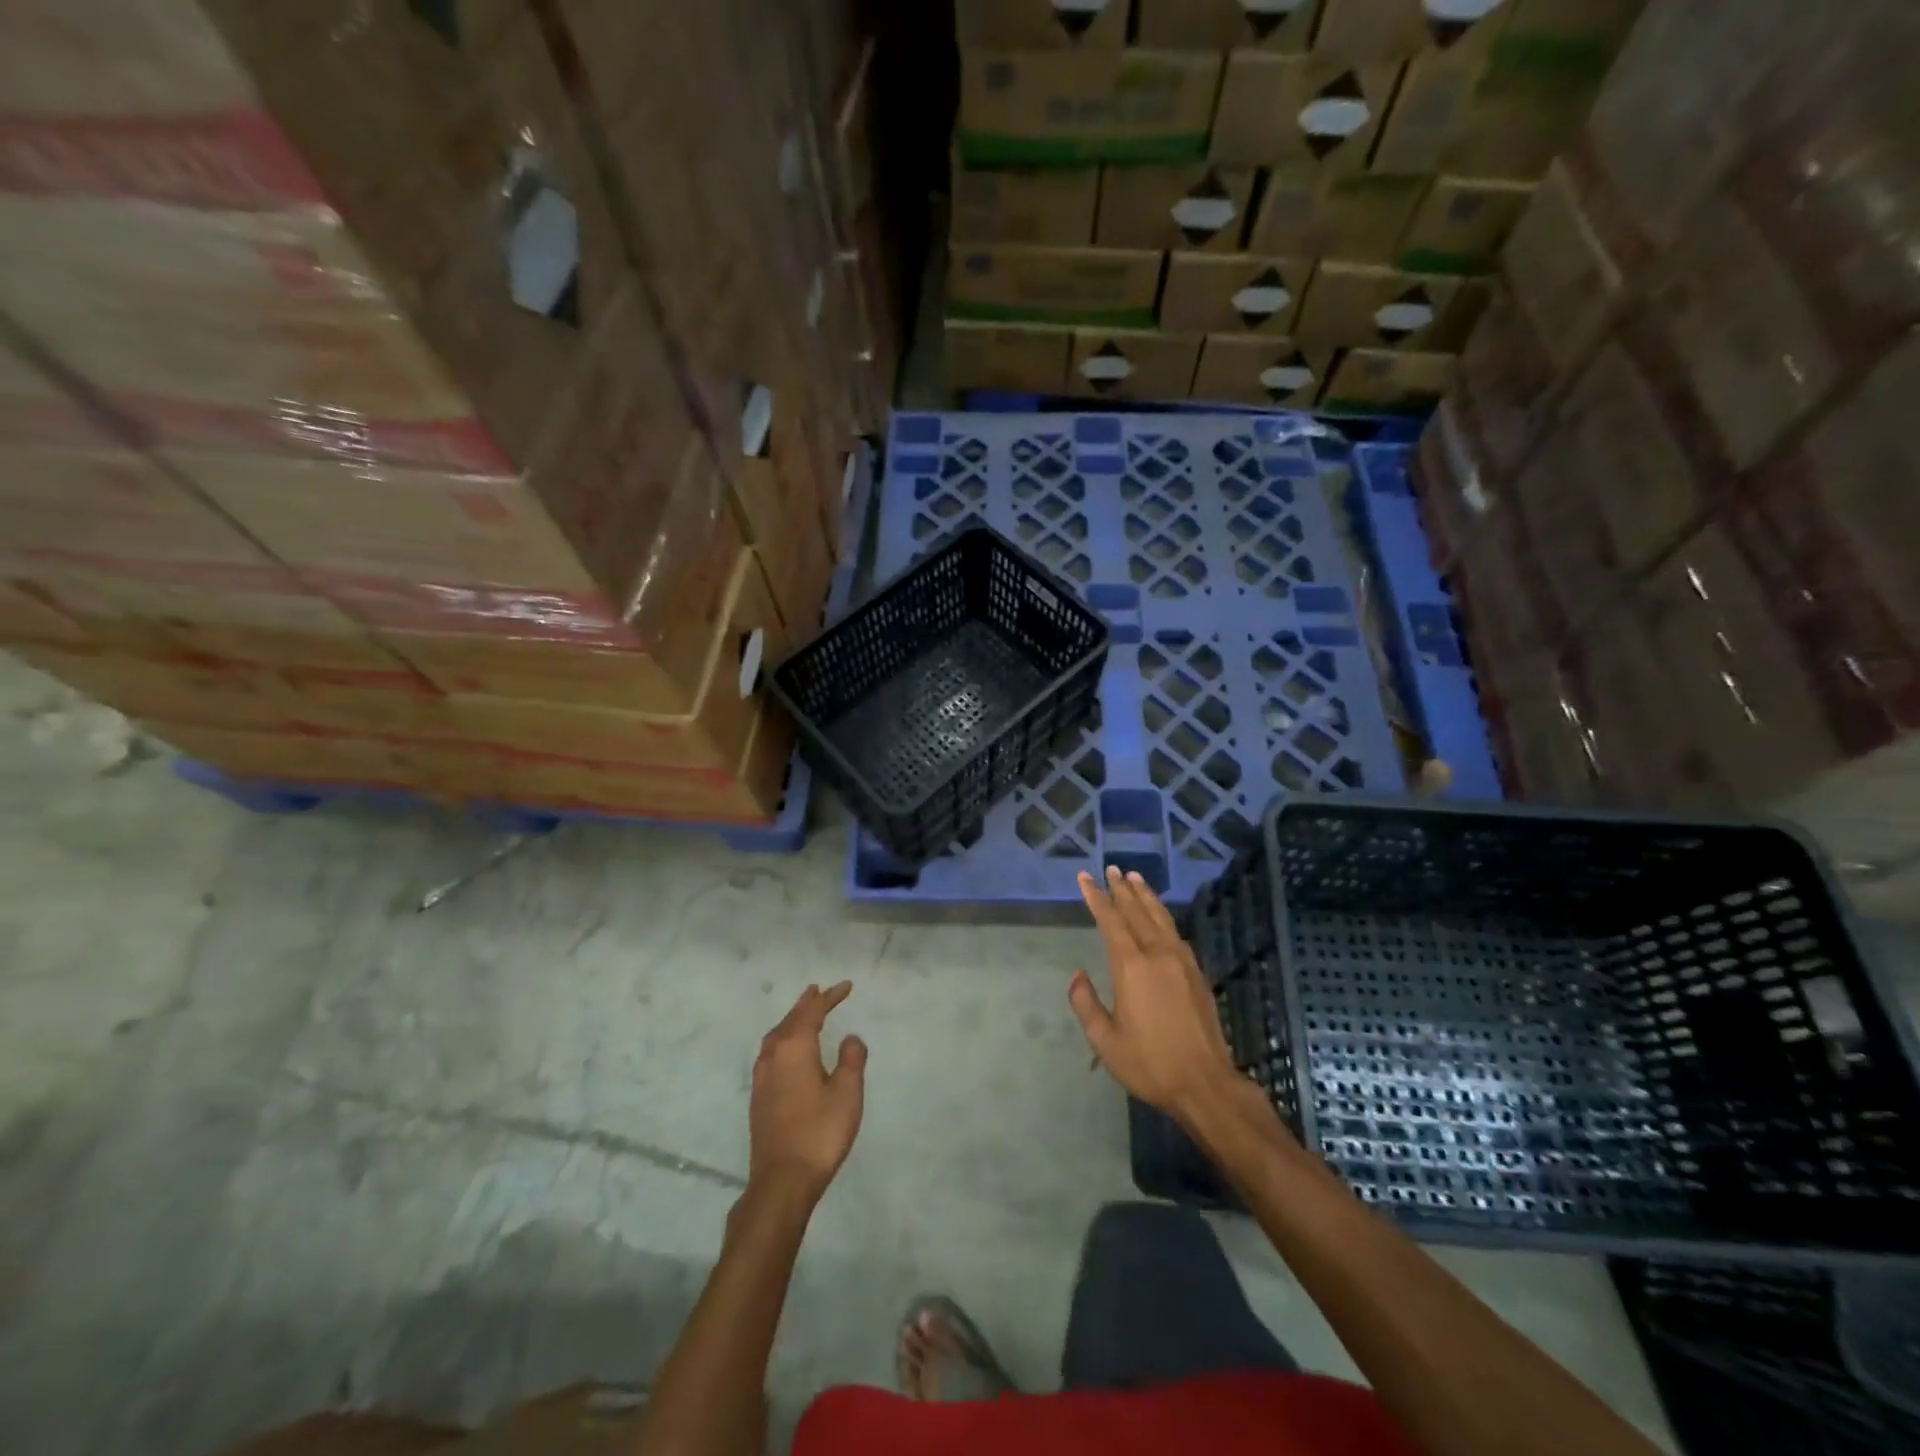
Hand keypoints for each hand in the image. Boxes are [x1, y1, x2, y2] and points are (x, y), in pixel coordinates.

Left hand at [749, 982, 866, 1201]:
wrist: (782, 1180)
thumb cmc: (820, 1132)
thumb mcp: (847, 1093)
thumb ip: (852, 1059)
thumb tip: (850, 1038)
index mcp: (795, 1048)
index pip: (812, 1012)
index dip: (830, 997)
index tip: (846, 986)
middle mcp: (773, 1055)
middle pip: (791, 1020)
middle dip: (807, 1004)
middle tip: (820, 991)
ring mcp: (762, 1077)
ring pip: (777, 1036)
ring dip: (792, 1020)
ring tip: (803, 1013)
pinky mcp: (759, 1096)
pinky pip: (771, 1052)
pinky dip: (783, 1039)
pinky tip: (788, 1050)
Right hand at [1070, 867, 1241, 1121]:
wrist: (1205, 1084)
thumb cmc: (1150, 1063)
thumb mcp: (1105, 1040)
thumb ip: (1086, 1003)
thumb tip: (1077, 975)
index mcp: (1132, 966)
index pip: (1110, 920)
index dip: (1096, 897)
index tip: (1085, 877)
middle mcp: (1158, 954)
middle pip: (1137, 912)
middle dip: (1122, 889)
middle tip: (1112, 869)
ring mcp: (1182, 962)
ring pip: (1161, 918)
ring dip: (1146, 896)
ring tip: (1135, 879)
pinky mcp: (1197, 974)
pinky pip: (1176, 933)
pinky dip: (1163, 917)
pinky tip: (1160, 918)